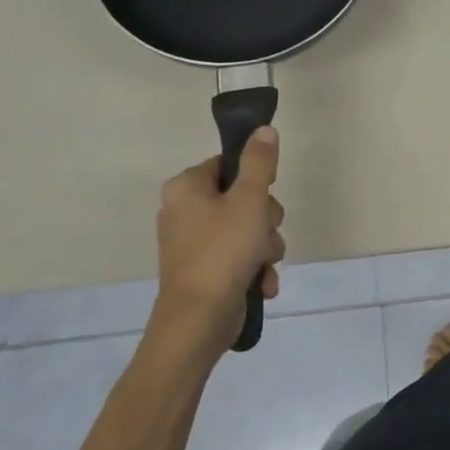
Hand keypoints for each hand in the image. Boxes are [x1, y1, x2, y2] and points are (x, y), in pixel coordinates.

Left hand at [149, 128, 285, 361]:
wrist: (199, 320)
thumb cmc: (223, 250)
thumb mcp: (250, 199)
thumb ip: (260, 162)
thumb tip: (264, 129)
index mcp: (186, 188)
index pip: (228, 165)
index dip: (256, 179)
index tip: (265, 196)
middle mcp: (184, 211)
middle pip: (243, 198)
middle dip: (265, 220)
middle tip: (264, 232)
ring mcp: (194, 243)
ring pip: (248, 229)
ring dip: (265, 246)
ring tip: (262, 263)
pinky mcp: (205, 270)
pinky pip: (240, 257)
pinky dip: (254, 268)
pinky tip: (261, 283)